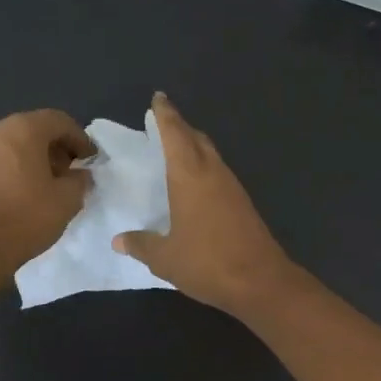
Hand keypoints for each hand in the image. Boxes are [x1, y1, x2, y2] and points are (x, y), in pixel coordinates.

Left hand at [0, 109, 95, 277]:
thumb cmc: (27, 217)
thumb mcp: (68, 199)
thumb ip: (80, 179)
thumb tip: (79, 175)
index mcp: (23, 129)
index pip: (59, 121)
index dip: (80, 139)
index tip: (91, 160)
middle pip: (36, 129)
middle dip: (58, 147)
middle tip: (72, 171)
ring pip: (17, 143)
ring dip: (37, 157)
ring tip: (51, 183)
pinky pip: (1, 157)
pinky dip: (18, 166)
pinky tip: (28, 190)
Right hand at [113, 93, 295, 315]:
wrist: (260, 281)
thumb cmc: (207, 263)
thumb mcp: (165, 258)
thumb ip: (141, 245)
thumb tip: (119, 240)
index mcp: (190, 176)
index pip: (175, 134)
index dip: (166, 115)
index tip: (158, 99)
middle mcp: (213, 173)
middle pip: (196, 139)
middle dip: (180, 127)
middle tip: (164, 123)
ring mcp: (232, 188)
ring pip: (211, 155)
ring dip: (195, 146)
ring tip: (177, 150)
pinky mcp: (243, 204)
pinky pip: (219, 173)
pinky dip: (205, 167)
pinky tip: (197, 183)